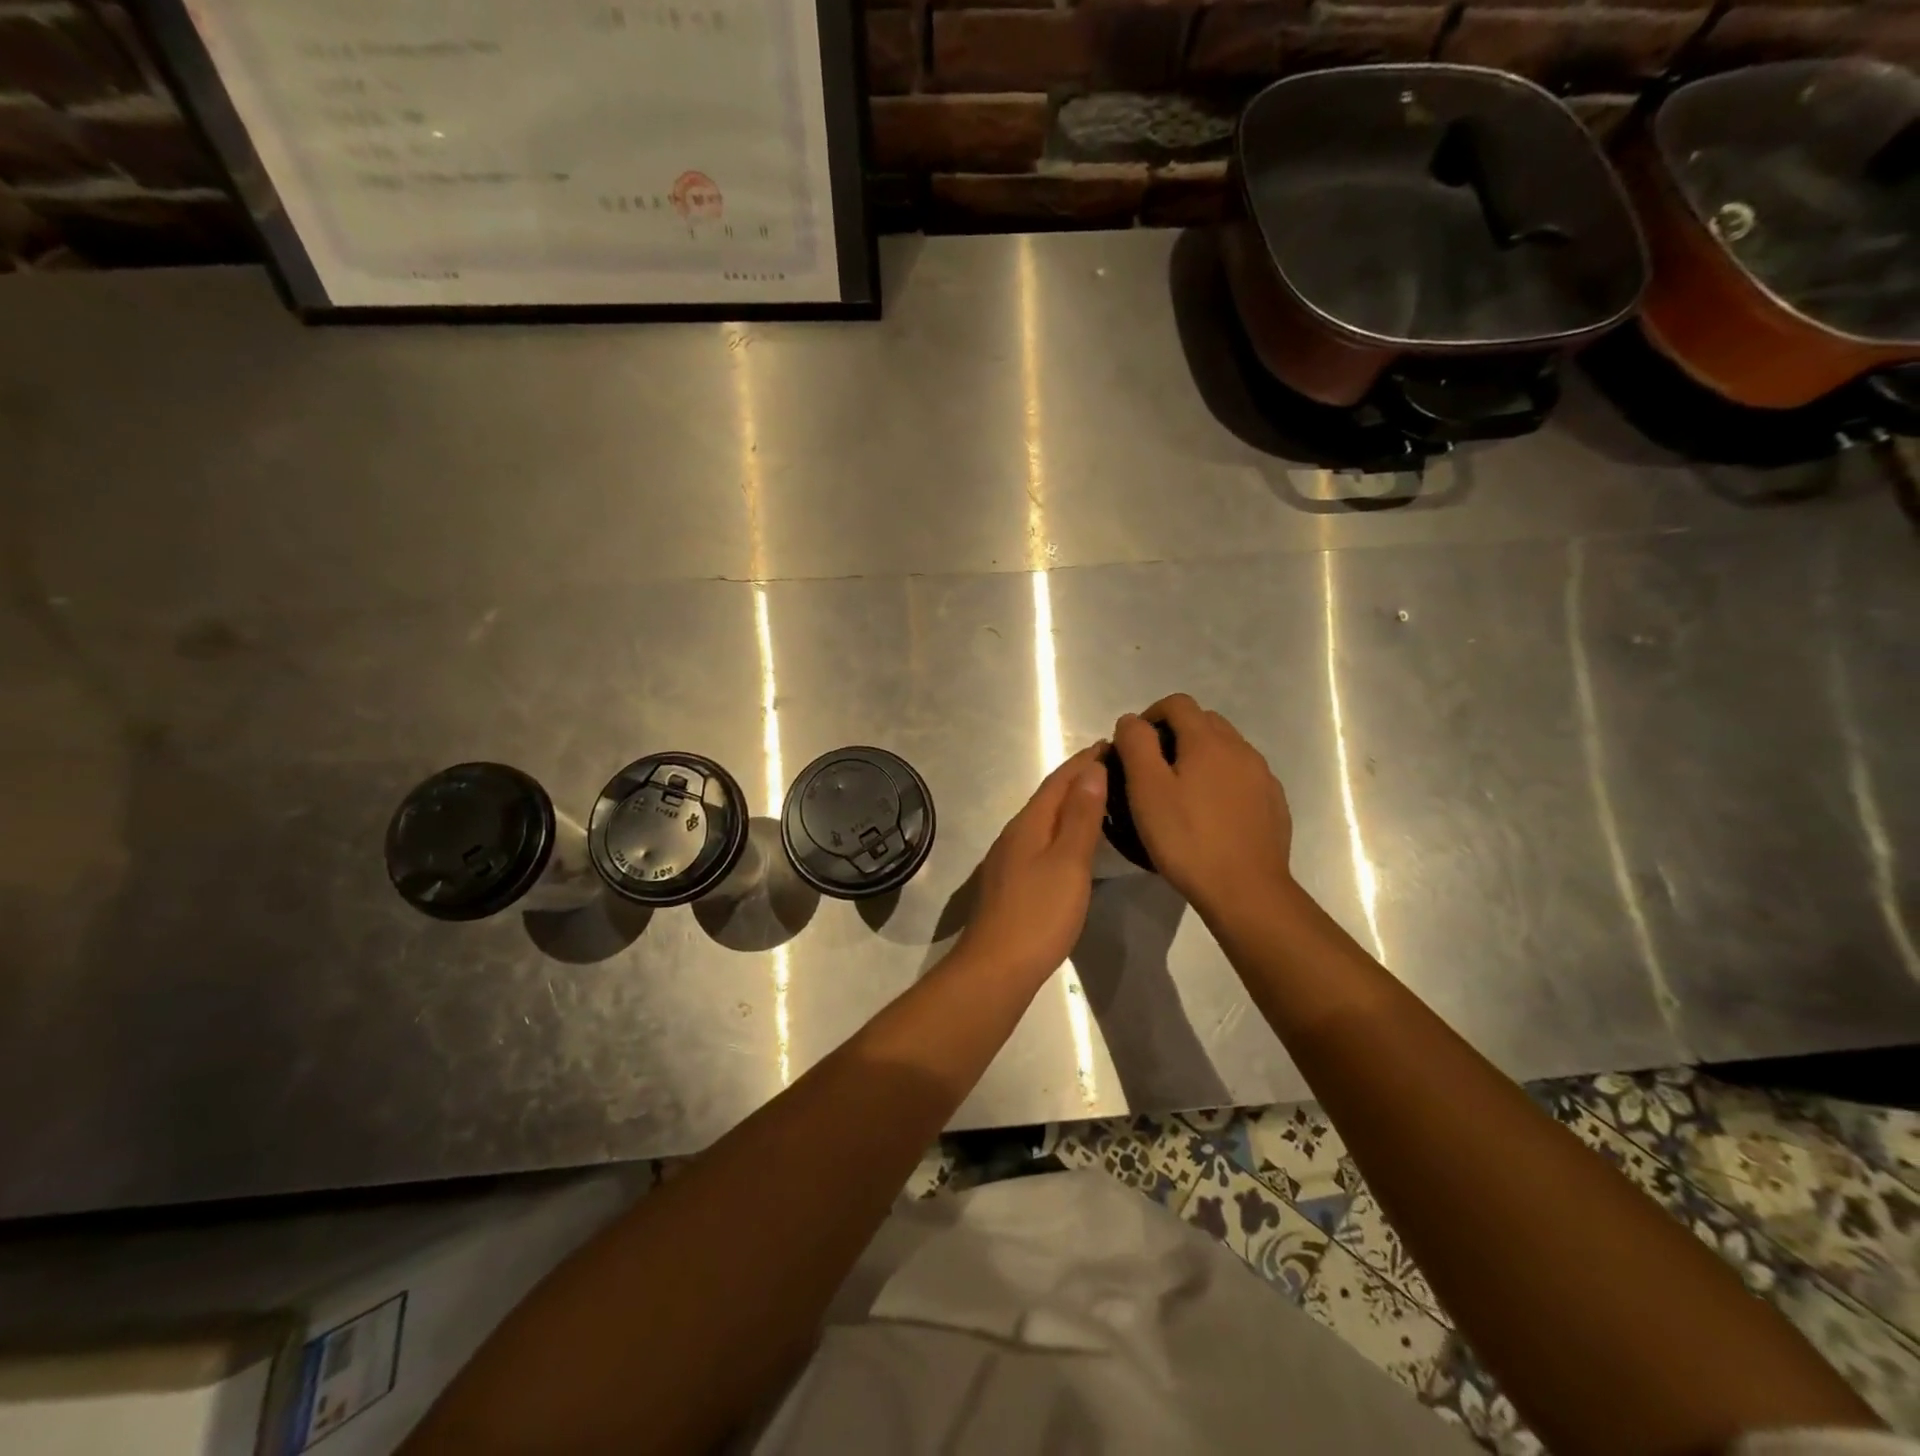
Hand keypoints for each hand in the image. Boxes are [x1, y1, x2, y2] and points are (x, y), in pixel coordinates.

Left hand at [953, 744, 1107, 984]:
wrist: (995, 967)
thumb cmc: (1039, 914)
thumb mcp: (1068, 862)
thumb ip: (1080, 817)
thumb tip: (1091, 769)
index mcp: (1029, 824)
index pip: (1059, 781)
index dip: (1083, 761)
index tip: (1110, 743)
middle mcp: (1014, 834)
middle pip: (1048, 797)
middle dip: (1077, 779)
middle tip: (1111, 766)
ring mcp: (1008, 860)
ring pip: (1043, 820)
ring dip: (1068, 805)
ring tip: (1097, 800)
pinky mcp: (1010, 883)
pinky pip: (1040, 842)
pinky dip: (1060, 831)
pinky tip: (1071, 844)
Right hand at [1112, 694, 1293, 920]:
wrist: (1246, 890)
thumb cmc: (1187, 839)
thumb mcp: (1147, 790)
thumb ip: (1136, 745)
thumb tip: (1132, 721)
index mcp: (1208, 740)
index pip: (1177, 703)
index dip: (1151, 715)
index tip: (1134, 745)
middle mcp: (1240, 748)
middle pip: (1204, 721)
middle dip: (1175, 733)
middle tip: (1153, 769)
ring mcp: (1262, 775)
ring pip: (1226, 748)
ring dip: (1200, 757)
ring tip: (1181, 793)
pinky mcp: (1273, 803)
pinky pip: (1243, 776)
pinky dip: (1222, 781)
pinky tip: (1210, 814)